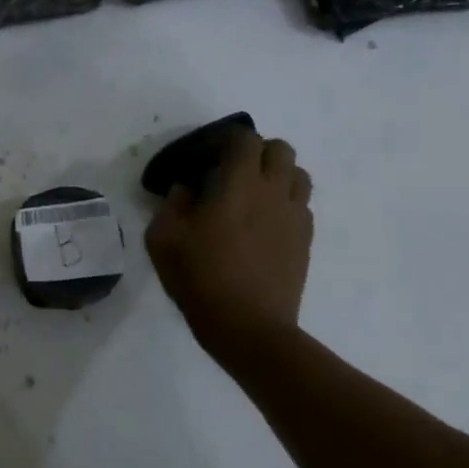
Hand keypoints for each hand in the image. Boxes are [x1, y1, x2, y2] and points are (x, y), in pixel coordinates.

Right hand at [145, 130, 312, 361]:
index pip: (245, 139)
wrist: (249, 328)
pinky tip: (263, 224)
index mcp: (239, 184)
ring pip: (298, 175)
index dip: (226, 140)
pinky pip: (301, 206)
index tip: (206, 158)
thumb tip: (187, 188)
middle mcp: (273, 192)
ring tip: (253, 195)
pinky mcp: (305, 241)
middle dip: (256, 152)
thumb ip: (173, 203)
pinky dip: (285, 203)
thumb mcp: (163, 238)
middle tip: (231, 172)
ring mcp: (294, 217)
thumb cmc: (201, 278)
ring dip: (277, 175)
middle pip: (280, 149)